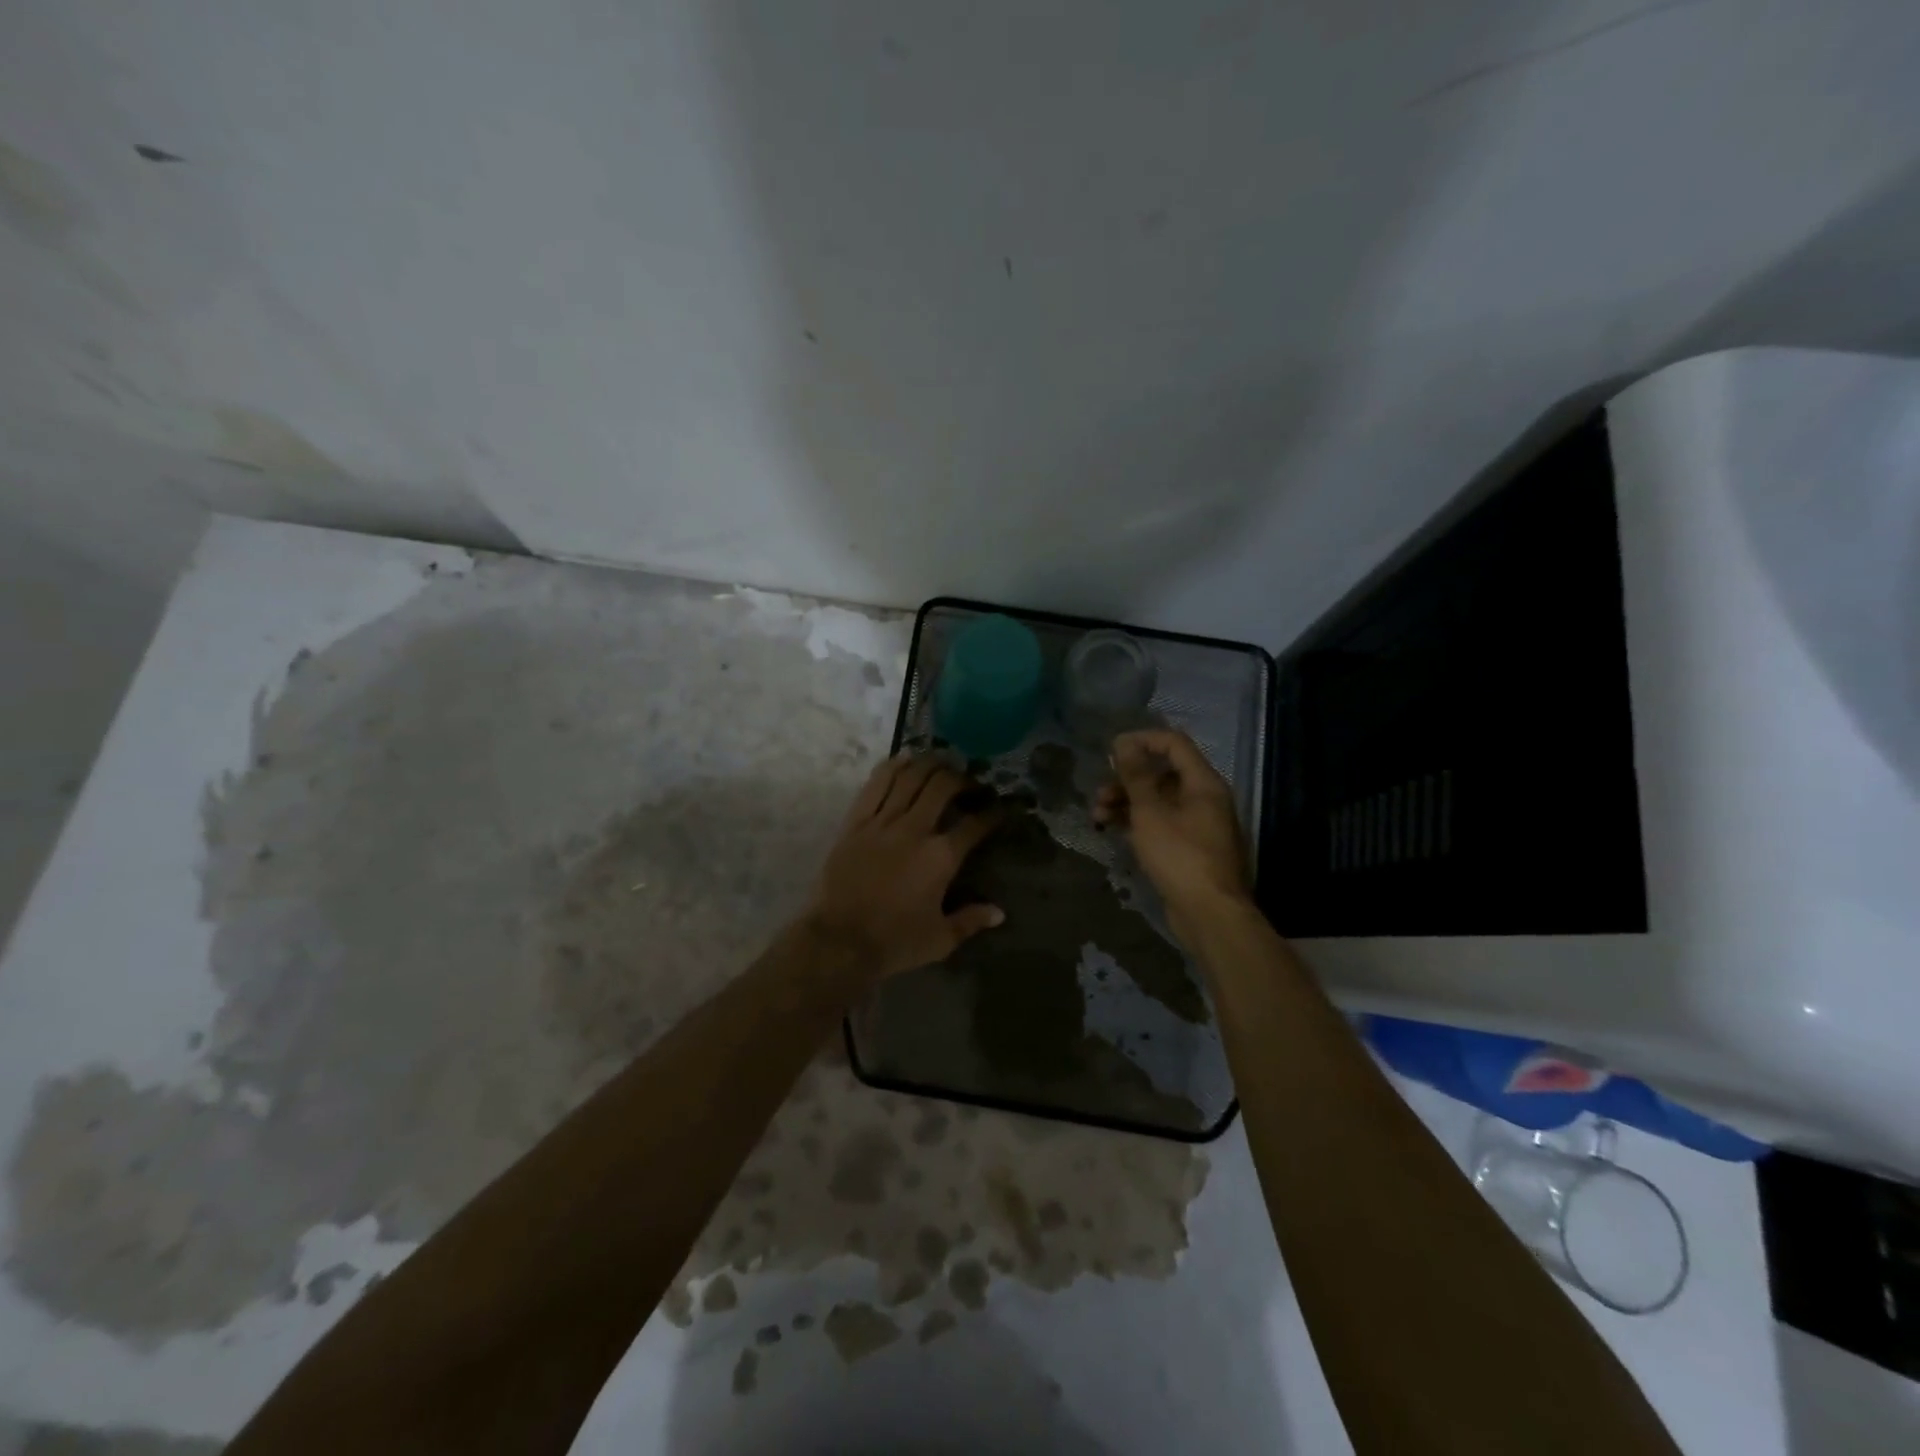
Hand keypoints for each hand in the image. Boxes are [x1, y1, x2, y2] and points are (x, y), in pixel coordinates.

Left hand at [805, 754, 1004, 983]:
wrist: (839, 941)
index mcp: (941, 857)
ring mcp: (882, 822)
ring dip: (929, 764)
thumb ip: (971, 921)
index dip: (992, 813)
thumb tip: (999, 912)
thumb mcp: (941, 939)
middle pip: (942, 787)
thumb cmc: (894, 942)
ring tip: (941, 762)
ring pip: (910, 777)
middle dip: (961, 779)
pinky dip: (892, 767)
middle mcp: (915, 830)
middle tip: (969, 782)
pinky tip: (904, 759)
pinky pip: (876, 785)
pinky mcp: (856, 822)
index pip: (975, 825)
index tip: (1000, 808)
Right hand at [1094, 729, 1251, 939]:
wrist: (1209, 914)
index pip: (1174, 744)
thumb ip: (1136, 775)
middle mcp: (1204, 798)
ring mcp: (1197, 825)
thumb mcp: (1150, 812)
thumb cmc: (1180, 856)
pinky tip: (1111, 830)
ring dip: (1126, 803)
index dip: (1142, 740)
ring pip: (1157, 801)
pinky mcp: (1187, 848)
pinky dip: (1136, 823)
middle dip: (1126, 780)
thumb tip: (1124, 742)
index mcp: (1203, 783)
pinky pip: (1159, 824)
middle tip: (1100, 793)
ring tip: (1098, 816)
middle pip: (1162, 774)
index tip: (1111, 750)